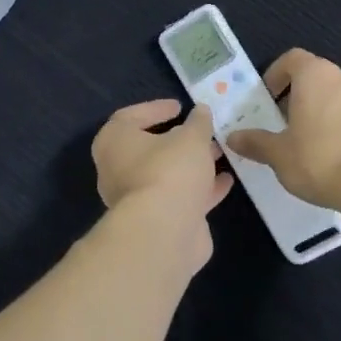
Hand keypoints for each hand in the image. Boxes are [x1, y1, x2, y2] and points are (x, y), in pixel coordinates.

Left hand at [92, 100, 233, 260]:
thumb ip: (198, 122)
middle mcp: (118, 170)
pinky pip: (179, 198)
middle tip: (203, 131)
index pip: (129, 117)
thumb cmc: (170, 171)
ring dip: (192, 164)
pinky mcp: (156, 221)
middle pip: (149, 149)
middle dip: (179, 140)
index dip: (155, 109)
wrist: (164, 232)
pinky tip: (226, 181)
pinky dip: (200, 189)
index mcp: (114, 142)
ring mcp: (136, 199)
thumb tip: (200, 111)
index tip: (180, 107)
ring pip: (166, 175)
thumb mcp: (191, 137)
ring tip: (220, 153)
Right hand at [224, 49, 340, 211]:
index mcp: (315, 76)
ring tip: (304, 142)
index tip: (266, 99)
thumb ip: (255, 142)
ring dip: (317, 111)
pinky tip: (329, 154)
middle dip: (295, 96)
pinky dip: (336, 125)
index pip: (292, 59)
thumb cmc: (319, 159)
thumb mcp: (278, 154)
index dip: (276, 74)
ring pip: (333, 96)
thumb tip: (232, 137)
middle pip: (314, 77)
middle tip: (280, 123)